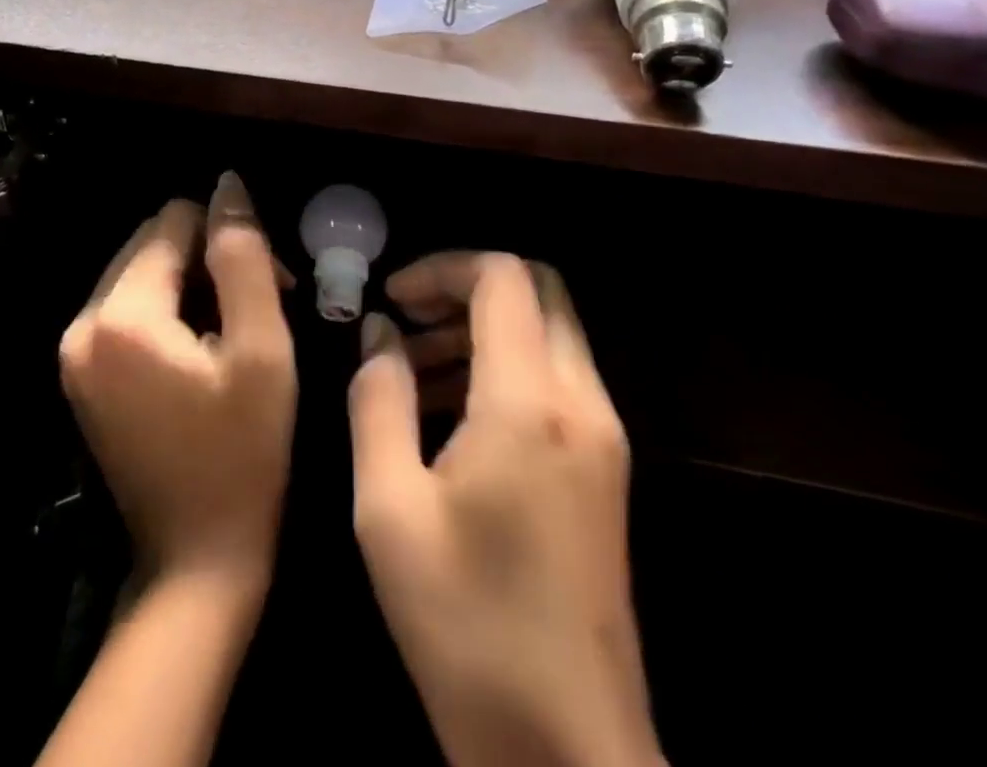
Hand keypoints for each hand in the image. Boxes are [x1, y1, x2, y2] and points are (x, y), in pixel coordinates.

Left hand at [59, 173, 295, 595]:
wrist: (196, 561)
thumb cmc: (244, 455)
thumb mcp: (261, 349)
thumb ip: (243, 256)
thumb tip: (228, 185)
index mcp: (121, 316)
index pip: (175, 222)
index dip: (229, 239)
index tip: (272, 284)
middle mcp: (82, 323)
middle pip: (153, 242)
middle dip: (209, 258)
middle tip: (261, 305)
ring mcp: (74, 351)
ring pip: (142, 272)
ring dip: (192, 283)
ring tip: (236, 329)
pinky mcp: (81, 373)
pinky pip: (128, 307)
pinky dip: (169, 309)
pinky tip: (203, 347)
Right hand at [349, 254, 661, 766]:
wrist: (568, 753)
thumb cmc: (465, 626)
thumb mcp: (389, 507)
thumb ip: (378, 399)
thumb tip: (382, 334)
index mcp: (529, 400)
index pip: (502, 276)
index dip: (442, 268)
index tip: (394, 295)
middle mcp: (581, 400)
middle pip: (538, 290)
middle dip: (467, 289)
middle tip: (408, 322)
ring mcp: (604, 435)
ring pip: (550, 332)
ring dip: (485, 328)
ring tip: (417, 370)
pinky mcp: (607, 469)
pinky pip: (558, 378)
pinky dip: (508, 366)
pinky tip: (454, 415)